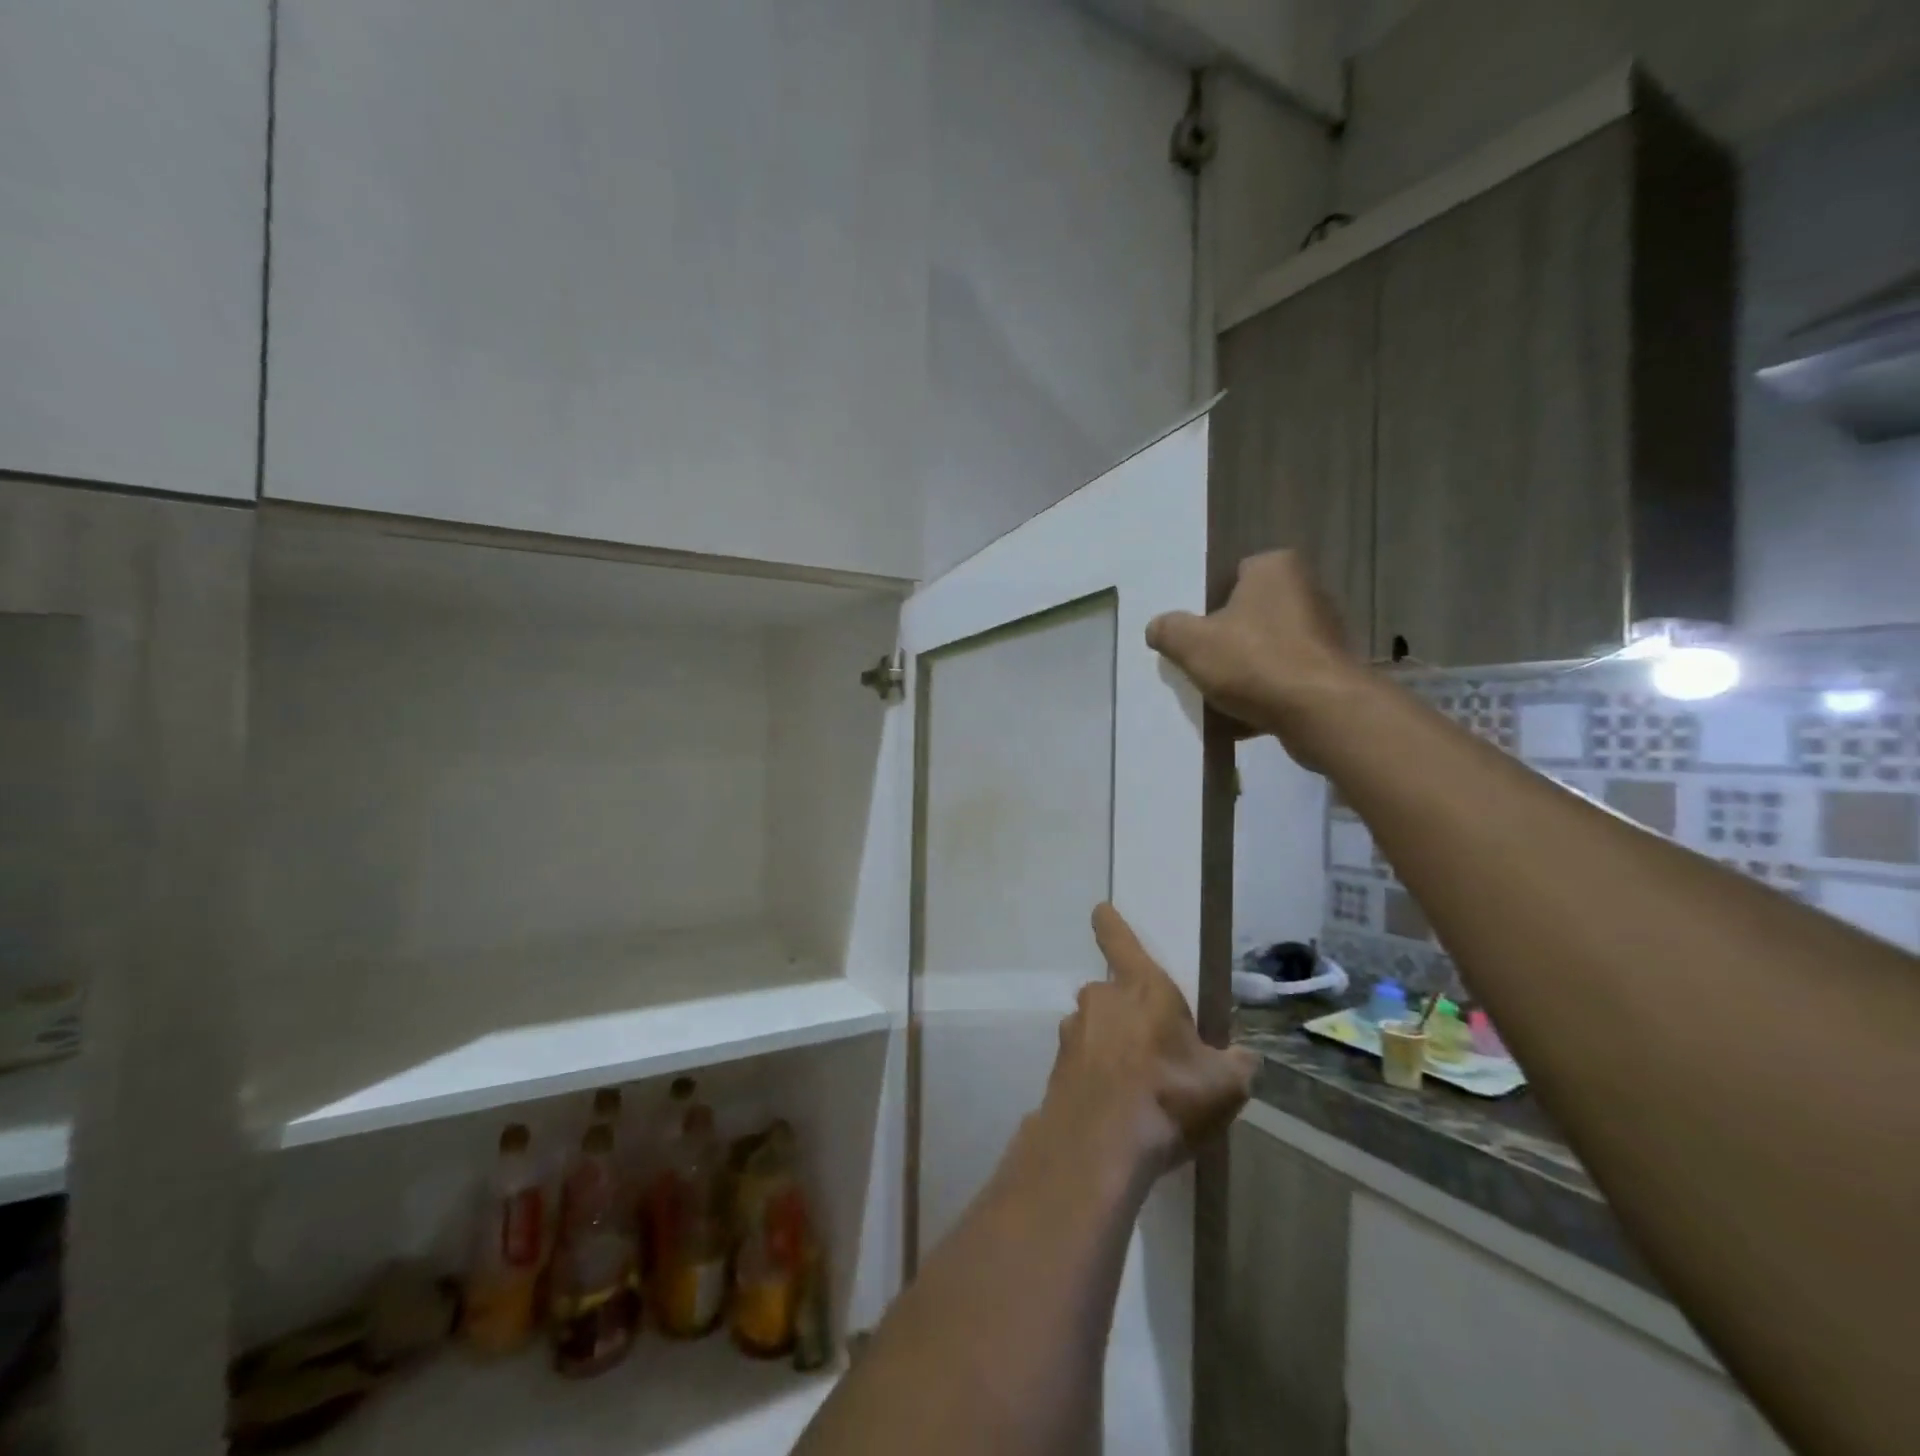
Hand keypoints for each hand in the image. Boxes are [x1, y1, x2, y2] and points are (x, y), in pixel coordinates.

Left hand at [1043, 904, 1255, 1179]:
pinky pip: (1085, 1061)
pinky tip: (1118, 1108)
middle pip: (1113, 994)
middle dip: (1130, 1014)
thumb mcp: (1224, 1085)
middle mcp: (1101, 998)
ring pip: (1097, 1028)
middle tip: (1155, 1050)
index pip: (1120, 940)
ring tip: (1139, 1088)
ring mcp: (1074, 1031)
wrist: (1099, 1144)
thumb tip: (1244, 1058)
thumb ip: (1237, 1065)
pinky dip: (1098, 1075)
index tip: (1100, 910)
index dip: (1111, 924)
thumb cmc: (1168, 1097)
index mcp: (1142, 987)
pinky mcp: (1058, 1065)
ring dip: (1113, 1046)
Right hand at [1146, 550, 1361, 758]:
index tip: (1193, 632)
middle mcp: (1307, 590)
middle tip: (1199, 662)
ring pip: (1266, 647)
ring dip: (1244, 668)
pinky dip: (1265, 690)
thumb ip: (1168, 630)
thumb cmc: (1255, 661)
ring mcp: (1324, 631)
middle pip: (1249, 614)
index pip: (1232, 575)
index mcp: (1276, 568)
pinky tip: (1243, 715)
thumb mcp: (1192, 643)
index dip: (1207, 603)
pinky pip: (1284, 675)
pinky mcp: (1330, 668)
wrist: (1321, 712)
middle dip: (1226, 638)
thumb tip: (1158, 627)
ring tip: (1218, 693)